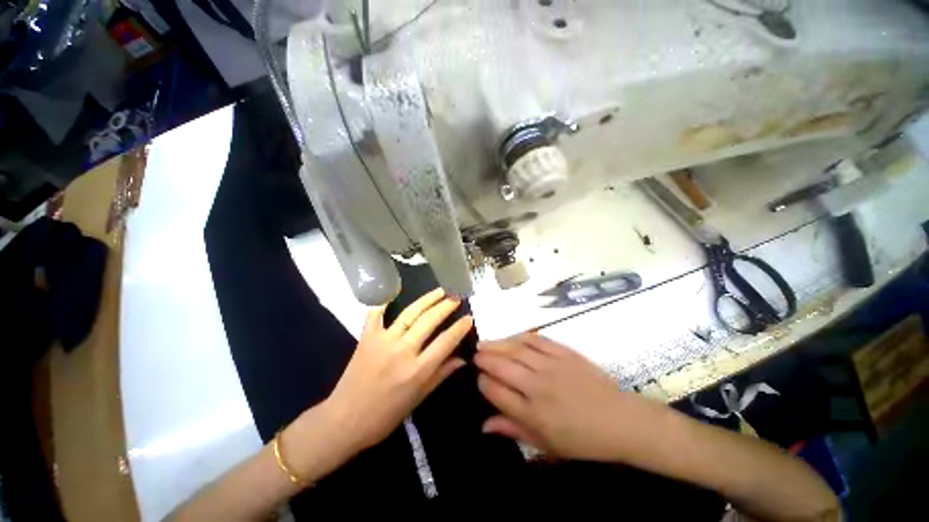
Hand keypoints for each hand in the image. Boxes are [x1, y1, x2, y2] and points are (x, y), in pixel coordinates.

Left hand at [325, 288, 472, 452]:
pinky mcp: (365, 338)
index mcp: (419, 370)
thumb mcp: (418, 399)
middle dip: (445, 307)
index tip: (469, 318)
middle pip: (429, 321)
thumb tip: (462, 360)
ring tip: (438, 291)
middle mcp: (403, 350)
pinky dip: (384, 302)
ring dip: (425, 300)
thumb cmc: (386, 416)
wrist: (347, 417)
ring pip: (408, 314)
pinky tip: (394, 292)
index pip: (446, 342)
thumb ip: (439, 376)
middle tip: (456, 298)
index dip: (460, 328)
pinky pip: (376, 314)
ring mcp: (382, 341)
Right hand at [475, 334, 667, 461]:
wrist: (620, 422)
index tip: (479, 381)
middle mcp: (538, 386)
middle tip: (475, 356)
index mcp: (530, 413)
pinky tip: (516, 338)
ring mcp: (555, 367)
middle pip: (502, 366)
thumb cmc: (582, 441)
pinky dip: (524, 337)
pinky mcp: (570, 355)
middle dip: (485, 359)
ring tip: (487, 344)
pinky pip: (541, 341)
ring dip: (499, 344)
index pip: (494, 391)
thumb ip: (514, 431)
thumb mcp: (545, 445)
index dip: (482, 383)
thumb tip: (484, 424)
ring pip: (518, 349)